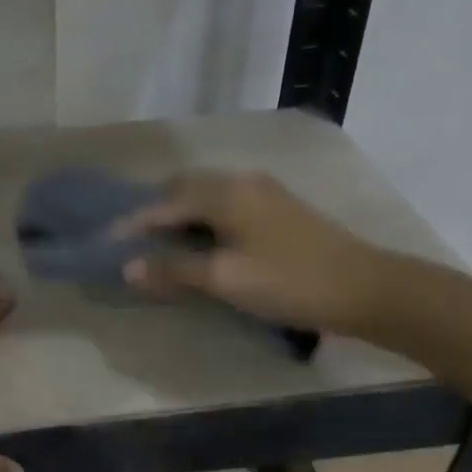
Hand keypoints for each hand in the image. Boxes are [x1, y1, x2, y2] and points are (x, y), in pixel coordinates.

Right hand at [115, 171, 386, 332]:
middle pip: (185, 189)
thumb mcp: (225, 279)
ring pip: (208, 196)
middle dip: (156, 212)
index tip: (106, 241)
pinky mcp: (279, 211)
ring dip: (181, 216)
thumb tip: (128, 268)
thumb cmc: (288, 281)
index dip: (134, 223)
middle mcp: (242, 183)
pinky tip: (202, 245)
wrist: (365, 288)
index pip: (165, 203)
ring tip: (162, 246)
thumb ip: (174, 270)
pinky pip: (226, 206)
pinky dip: (204, 222)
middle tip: (133, 241)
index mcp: (226, 193)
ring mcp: (265, 194)